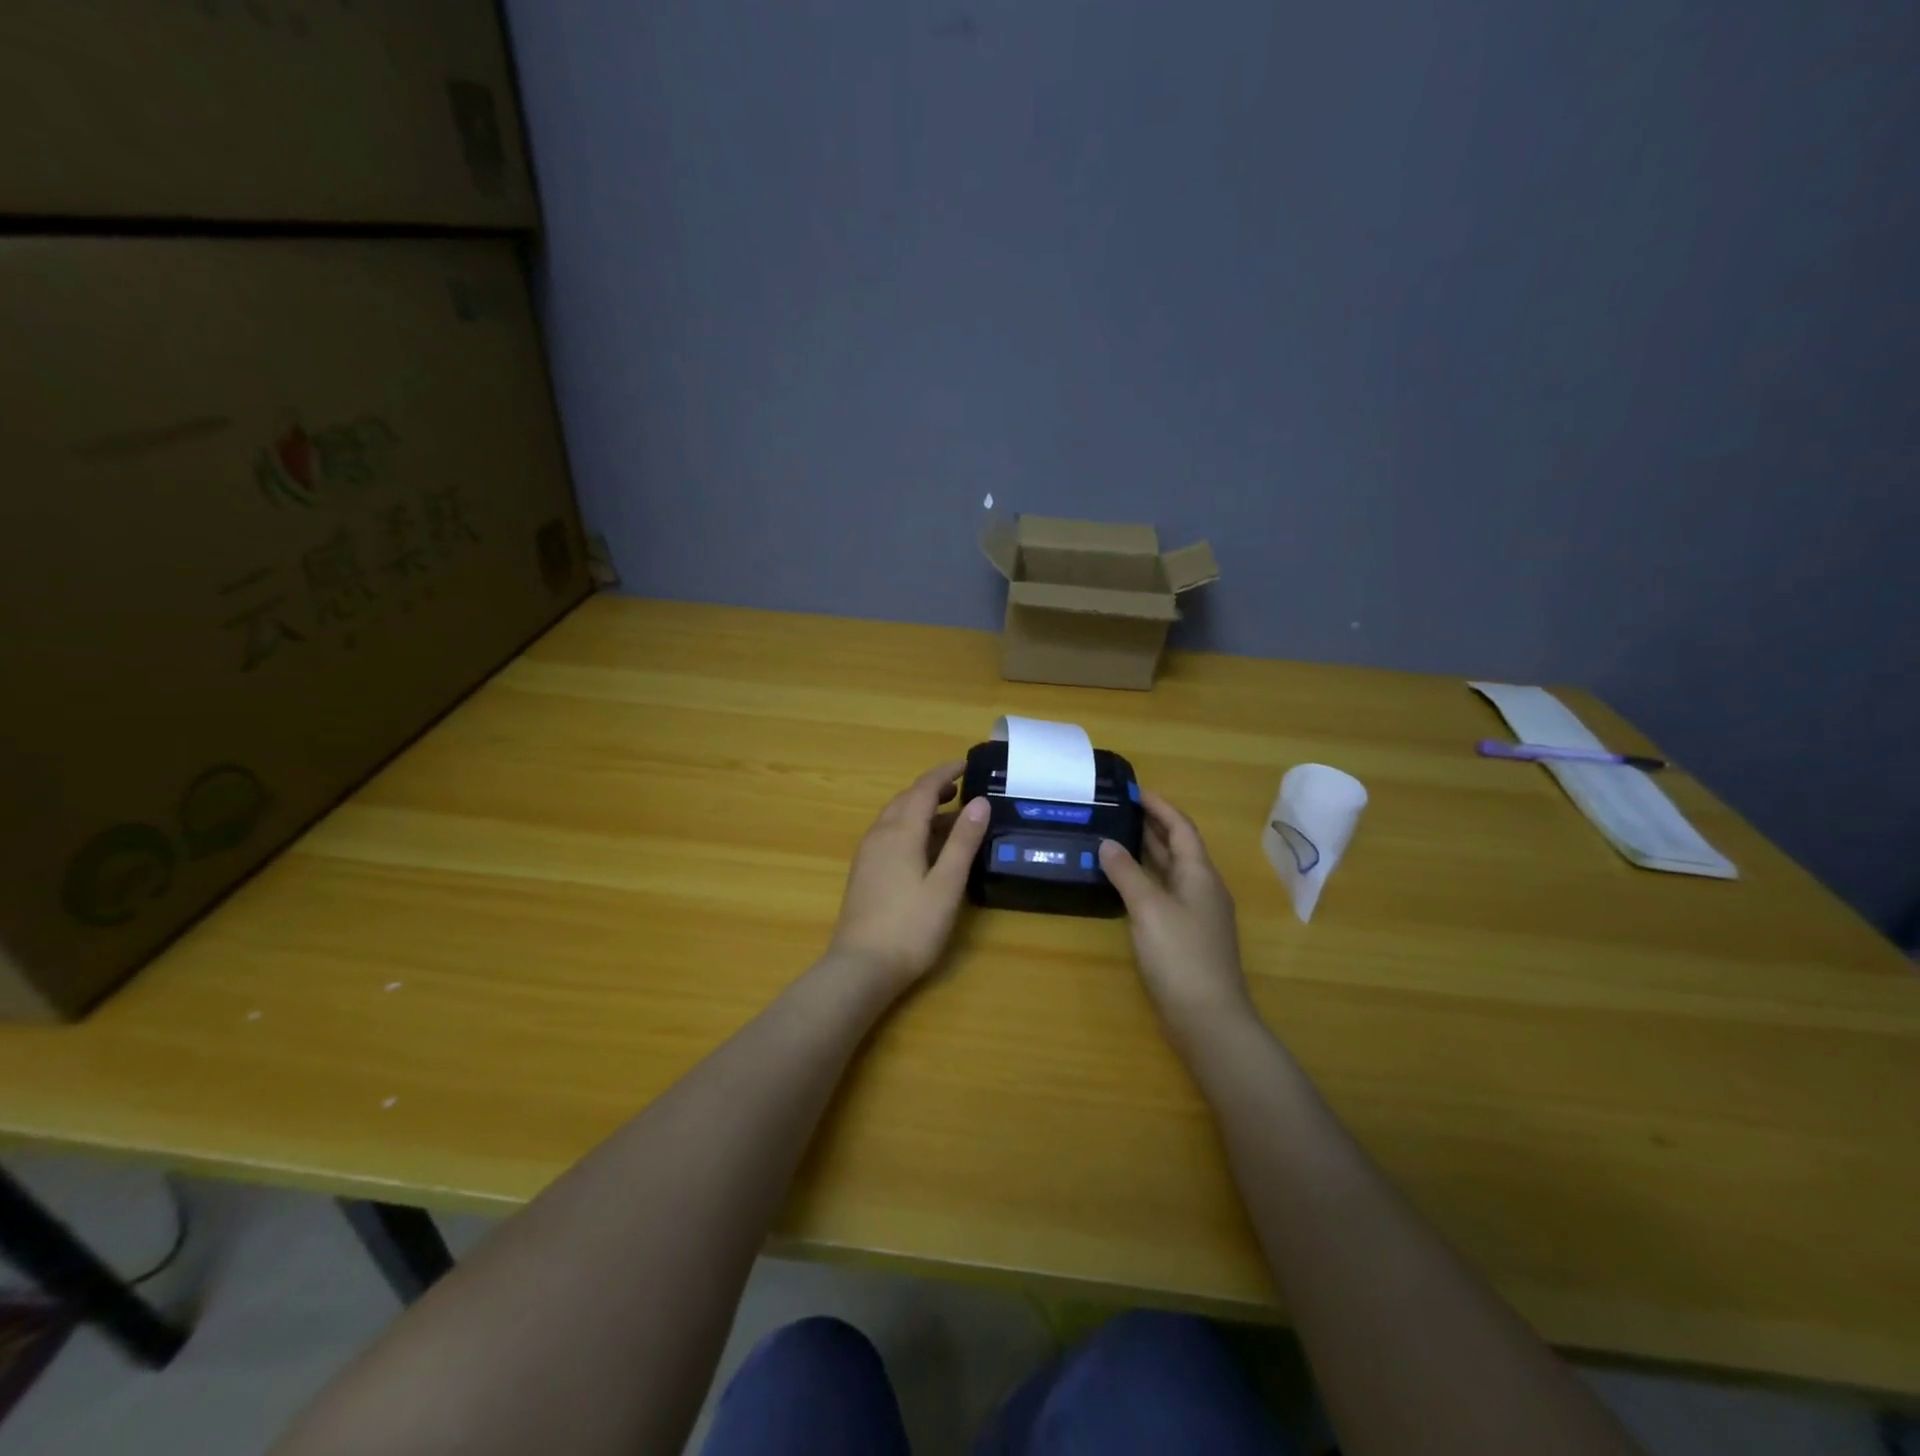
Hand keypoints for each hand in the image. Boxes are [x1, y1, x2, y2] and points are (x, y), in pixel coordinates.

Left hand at [828, 760, 991, 993]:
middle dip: (932, 789)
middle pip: (905, 799)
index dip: (945, 773)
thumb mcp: (946, 885)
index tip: (967, 765)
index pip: (923, 789)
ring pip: (894, 817)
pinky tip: (923, 846)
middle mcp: (879, 835)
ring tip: (948, 814)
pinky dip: (909, 826)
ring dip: (920, 808)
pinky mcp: (863, 873)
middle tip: (960, 788)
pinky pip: (887, 834)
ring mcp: (867, 854)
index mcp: (900, 832)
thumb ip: (963, 842)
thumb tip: (979, 802)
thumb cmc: (910, 927)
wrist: (861, 968)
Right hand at [1099, 789, 1255, 1044]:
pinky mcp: (1187, 935)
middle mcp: (1202, 888)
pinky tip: (1124, 885)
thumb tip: (1107, 843)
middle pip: (1178, 847)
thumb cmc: (1180, 954)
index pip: (1180, 827)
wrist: (1208, 1017)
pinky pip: (1165, 893)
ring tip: (1115, 838)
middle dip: (1151, 826)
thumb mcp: (1148, 907)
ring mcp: (1197, 913)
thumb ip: (1126, 873)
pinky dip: (1145, 880)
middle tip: (1118, 811)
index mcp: (1200, 873)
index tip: (1134, 791)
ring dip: (1147, 853)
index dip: (1159, 806)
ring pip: (1170, 871)